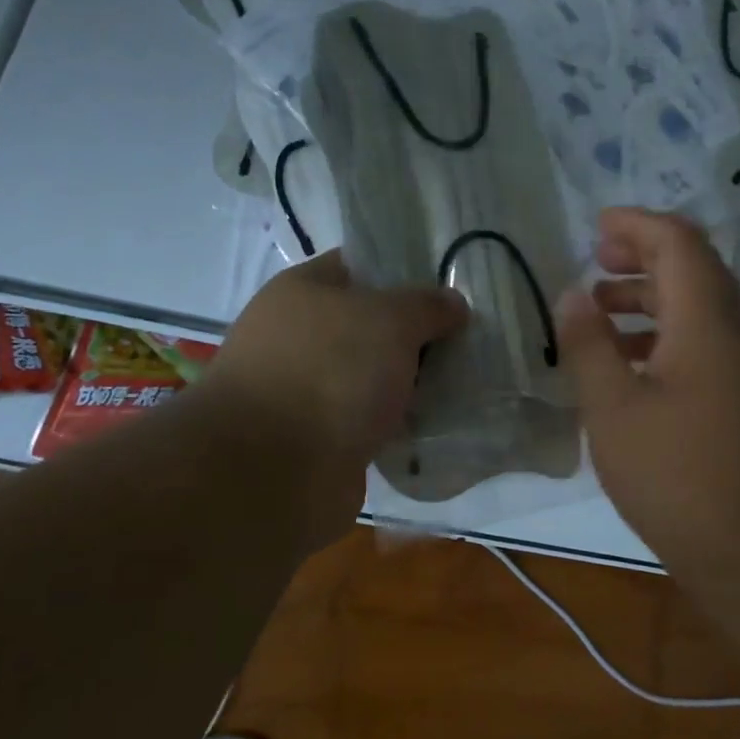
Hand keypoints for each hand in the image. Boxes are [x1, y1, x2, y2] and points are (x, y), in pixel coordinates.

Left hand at [203, 250, 466, 547]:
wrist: (273, 472)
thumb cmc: (330, 373)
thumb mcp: (391, 320)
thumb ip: (427, 305)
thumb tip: (453, 304)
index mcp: (302, 291)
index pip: (359, 266)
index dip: (405, 272)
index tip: (449, 287)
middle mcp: (298, 336)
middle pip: (370, 324)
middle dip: (416, 334)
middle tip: (466, 340)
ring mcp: (305, 389)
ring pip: (373, 376)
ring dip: (410, 383)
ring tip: (462, 384)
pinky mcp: (319, 438)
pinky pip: (370, 420)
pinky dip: (398, 423)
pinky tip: (437, 425)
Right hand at [556, 208, 739, 574]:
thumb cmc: (675, 473)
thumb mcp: (612, 407)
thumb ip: (589, 344)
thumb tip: (573, 293)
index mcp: (705, 322)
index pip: (679, 243)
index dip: (637, 224)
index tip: (595, 226)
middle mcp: (732, 333)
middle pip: (693, 268)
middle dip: (643, 254)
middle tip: (595, 259)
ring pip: (697, 308)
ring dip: (650, 296)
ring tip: (600, 309)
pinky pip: (701, 342)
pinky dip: (662, 334)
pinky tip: (627, 363)